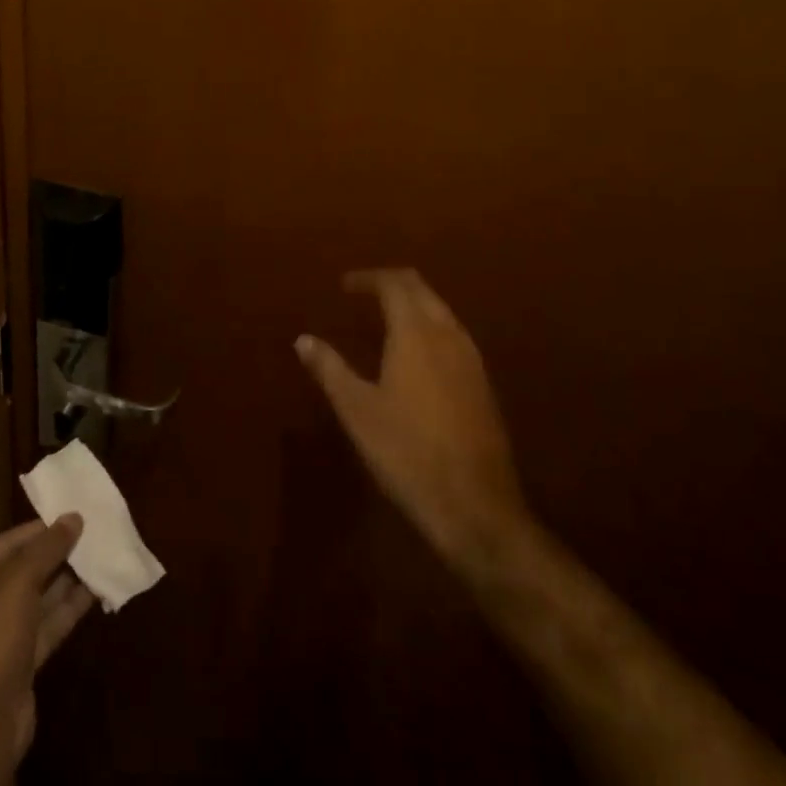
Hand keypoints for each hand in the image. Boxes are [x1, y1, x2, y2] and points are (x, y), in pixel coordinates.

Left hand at [0, 517, 93, 785]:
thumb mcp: (18, 579)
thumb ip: (48, 546)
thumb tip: (74, 516)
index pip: (9, 542)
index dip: (43, 528)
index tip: (76, 514)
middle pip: (23, 569)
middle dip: (57, 554)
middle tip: (94, 533)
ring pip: (37, 598)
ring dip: (68, 580)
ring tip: (101, 556)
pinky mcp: (17, 663)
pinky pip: (46, 625)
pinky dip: (68, 609)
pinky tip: (96, 590)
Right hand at [297, 269, 530, 573]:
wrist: (476, 506)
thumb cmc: (407, 452)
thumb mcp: (357, 411)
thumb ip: (330, 369)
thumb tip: (303, 339)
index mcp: (415, 334)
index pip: (394, 285)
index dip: (368, 279)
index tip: (345, 285)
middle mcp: (448, 336)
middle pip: (422, 290)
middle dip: (393, 283)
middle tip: (365, 292)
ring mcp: (471, 360)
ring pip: (442, 312)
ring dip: (415, 305)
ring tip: (387, 318)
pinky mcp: (483, 386)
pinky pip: (454, 336)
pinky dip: (430, 328)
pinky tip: (417, 356)